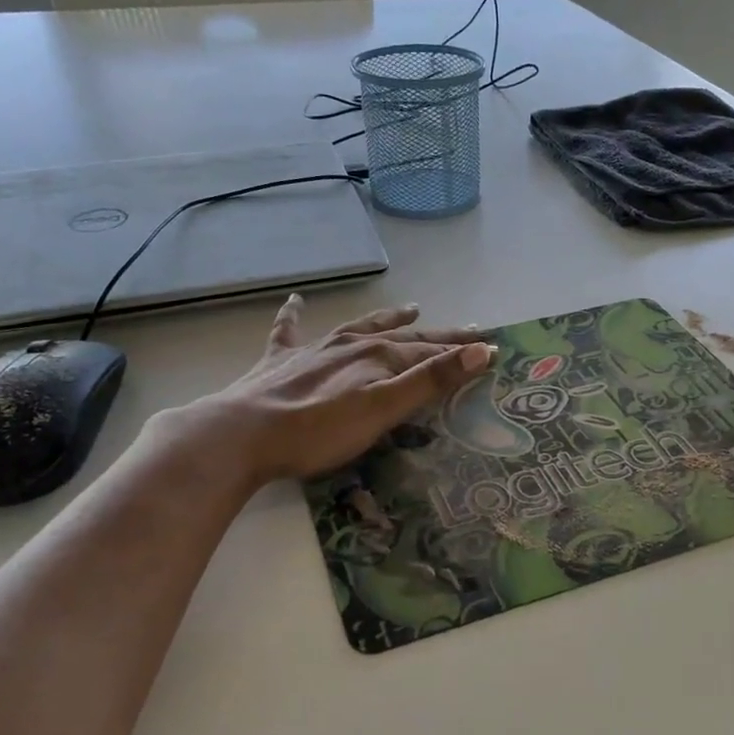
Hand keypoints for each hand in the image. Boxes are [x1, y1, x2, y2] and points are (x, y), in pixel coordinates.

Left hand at [153, 297, 491, 484]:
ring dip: (387, 318)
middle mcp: (351, 344)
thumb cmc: (320, 429)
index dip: (461, 350)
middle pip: (403, 336)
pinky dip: (295, 315)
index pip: (431, 351)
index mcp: (378, 356)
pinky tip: (295, 301)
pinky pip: (291, 330)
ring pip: (359, 326)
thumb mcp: (384, 408)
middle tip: (467, 329)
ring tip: (410, 307)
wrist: (244, 433)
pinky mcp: (280, 361)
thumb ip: (431, 380)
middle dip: (437, 334)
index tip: (490, 346)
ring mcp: (314, 349)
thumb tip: (480, 350)